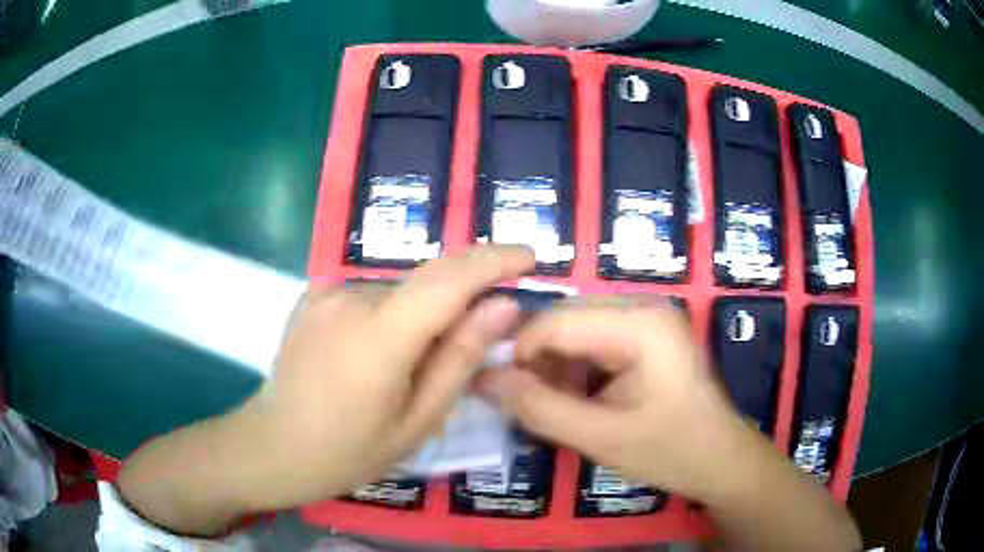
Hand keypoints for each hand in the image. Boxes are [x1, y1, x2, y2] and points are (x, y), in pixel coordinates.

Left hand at [117, 246, 535, 533]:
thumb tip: (502, 306)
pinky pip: (370, 296)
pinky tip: (376, 356)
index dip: (493, 260)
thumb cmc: (349, 449)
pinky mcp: (312, 295)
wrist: (274, 446)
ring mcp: (325, 293)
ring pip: (398, 291)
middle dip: (463, 294)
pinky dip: (391, 314)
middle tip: (481, 329)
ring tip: (413, 364)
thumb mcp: (418, 420)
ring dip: (422, 313)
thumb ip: (460, 357)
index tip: (529, 256)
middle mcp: (350, 299)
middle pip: (426, 283)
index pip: (449, 278)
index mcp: (379, 337)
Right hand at [475, 301, 750, 498]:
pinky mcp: (645, 334)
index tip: (497, 391)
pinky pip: (592, 340)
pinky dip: (574, 368)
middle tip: (521, 402)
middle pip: (564, 320)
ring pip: (574, 330)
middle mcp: (642, 305)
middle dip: (536, 360)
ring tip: (550, 406)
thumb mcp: (601, 437)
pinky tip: (575, 399)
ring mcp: (646, 318)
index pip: (556, 320)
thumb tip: (481, 379)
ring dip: (553, 366)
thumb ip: (539, 408)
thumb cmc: (671, 450)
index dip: (518, 353)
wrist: (721, 459)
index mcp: (640, 323)